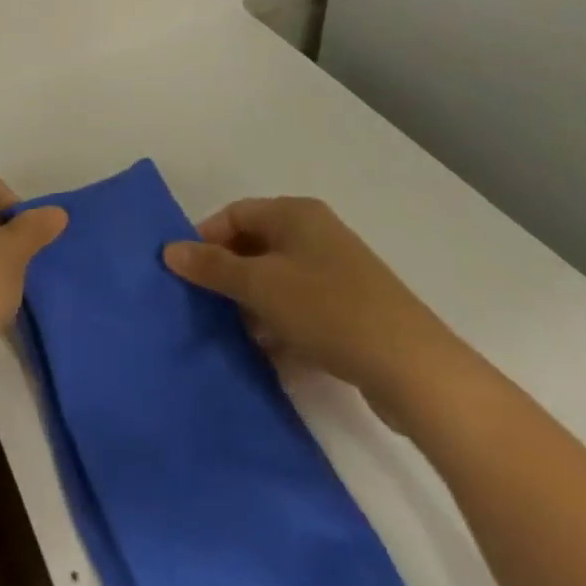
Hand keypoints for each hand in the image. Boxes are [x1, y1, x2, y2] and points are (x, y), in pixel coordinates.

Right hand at [163, 196, 467, 422]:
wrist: (417, 371)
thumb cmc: (329, 310)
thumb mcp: (260, 285)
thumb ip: (212, 266)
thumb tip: (168, 249)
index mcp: (295, 214)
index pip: (235, 214)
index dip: (206, 238)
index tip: (186, 272)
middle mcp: (317, 234)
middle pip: (256, 247)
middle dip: (229, 277)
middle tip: (206, 306)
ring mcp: (339, 274)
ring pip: (279, 282)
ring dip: (254, 306)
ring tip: (236, 336)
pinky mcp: (355, 312)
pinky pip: (304, 309)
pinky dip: (283, 326)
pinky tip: (272, 355)